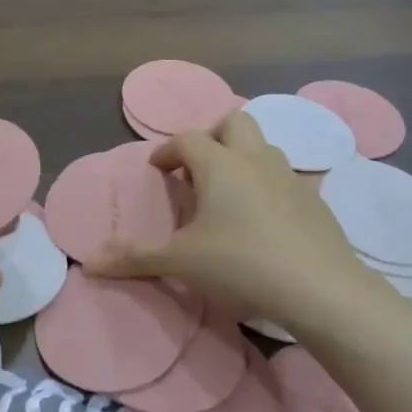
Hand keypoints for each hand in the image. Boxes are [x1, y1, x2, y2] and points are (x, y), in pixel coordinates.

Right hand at [90, 112, 370, 328]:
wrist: (320, 288)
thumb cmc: (242, 264)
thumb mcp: (181, 262)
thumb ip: (136, 257)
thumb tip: (91, 263)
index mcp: (220, 165)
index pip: (187, 139)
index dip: (166, 151)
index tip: (156, 171)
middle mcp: (256, 160)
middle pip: (234, 123)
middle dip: (212, 137)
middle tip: (197, 170)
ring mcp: (291, 178)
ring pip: (264, 148)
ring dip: (242, 159)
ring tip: (228, 195)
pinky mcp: (315, 201)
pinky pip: (285, 178)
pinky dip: (267, 186)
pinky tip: (262, 222)